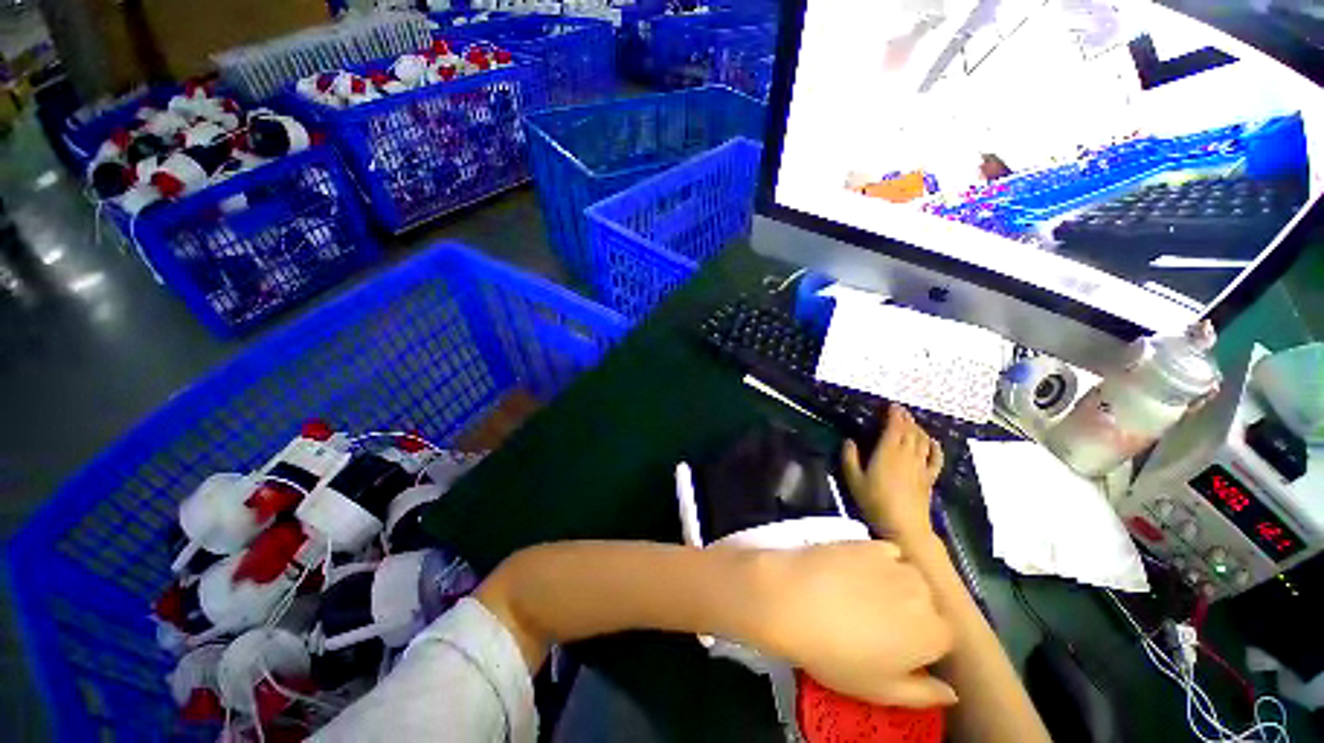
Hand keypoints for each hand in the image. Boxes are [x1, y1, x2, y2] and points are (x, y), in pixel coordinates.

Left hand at [751, 541, 956, 707]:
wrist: (793, 600)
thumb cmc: (837, 655)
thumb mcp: (880, 691)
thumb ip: (924, 694)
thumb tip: (952, 692)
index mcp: (934, 634)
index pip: (943, 638)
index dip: (921, 644)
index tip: (896, 648)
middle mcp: (925, 594)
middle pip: (929, 604)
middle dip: (911, 613)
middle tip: (876, 621)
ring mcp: (897, 563)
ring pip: (910, 576)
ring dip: (898, 586)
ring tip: (864, 594)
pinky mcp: (870, 542)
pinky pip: (888, 552)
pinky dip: (880, 561)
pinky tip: (856, 570)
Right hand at [842, 406, 943, 540]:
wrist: (904, 527)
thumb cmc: (874, 502)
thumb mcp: (853, 479)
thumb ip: (849, 458)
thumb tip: (849, 441)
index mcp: (887, 452)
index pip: (894, 427)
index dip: (894, 414)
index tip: (891, 405)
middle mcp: (906, 454)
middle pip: (910, 431)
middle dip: (906, 418)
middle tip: (900, 410)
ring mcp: (920, 466)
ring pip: (922, 441)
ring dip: (918, 428)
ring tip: (912, 421)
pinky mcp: (929, 478)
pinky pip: (935, 458)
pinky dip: (935, 447)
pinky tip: (932, 441)